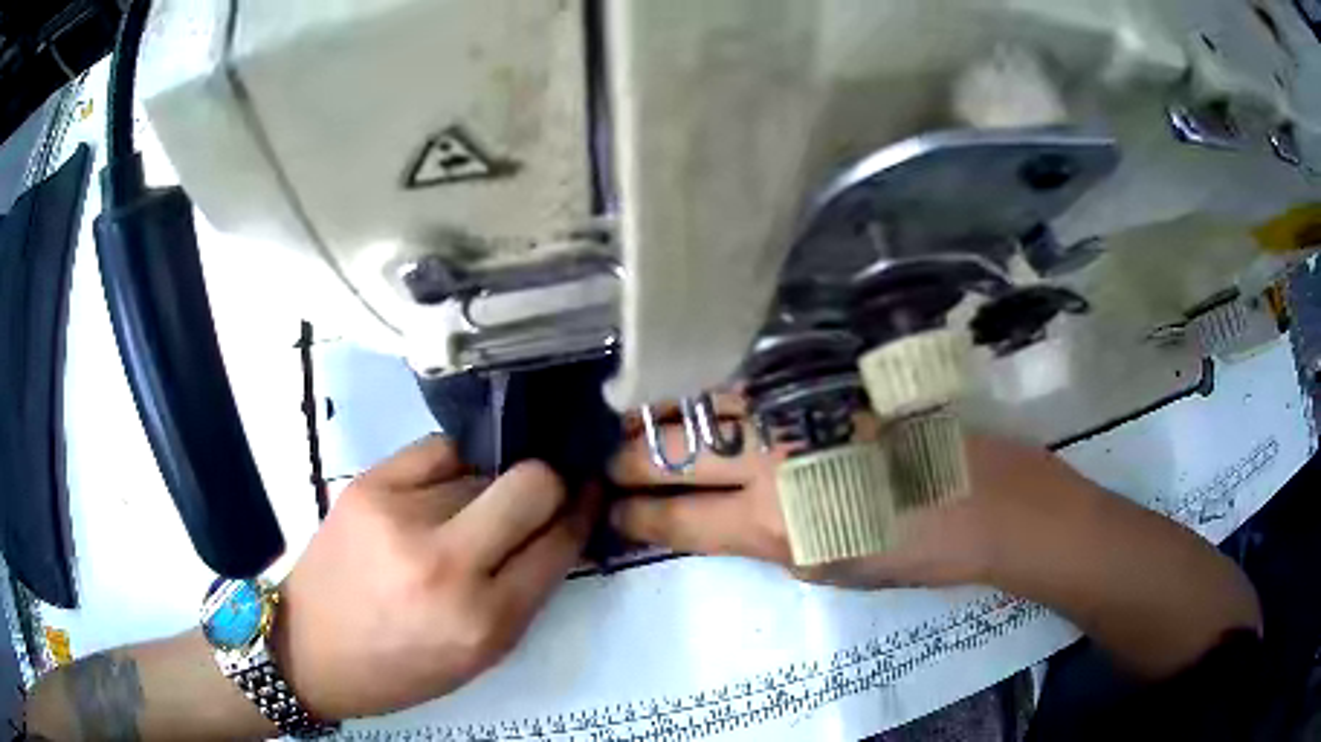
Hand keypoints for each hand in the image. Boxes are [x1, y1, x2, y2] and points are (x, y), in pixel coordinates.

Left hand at [277, 435, 595, 719]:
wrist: (309, 647)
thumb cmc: (401, 666)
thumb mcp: (480, 654)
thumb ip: (525, 591)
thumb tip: (556, 523)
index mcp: (485, 622)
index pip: (559, 544)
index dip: (581, 513)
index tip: (587, 496)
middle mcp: (447, 565)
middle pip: (533, 483)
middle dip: (549, 483)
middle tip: (539, 494)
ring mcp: (402, 516)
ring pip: (483, 468)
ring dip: (488, 488)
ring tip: (464, 514)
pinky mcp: (369, 484)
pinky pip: (438, 450)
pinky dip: (452, 465)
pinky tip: (440, 487)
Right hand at [610, 420, 1087, 588]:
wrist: (977, 497)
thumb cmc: (906, 551)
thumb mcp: (823, 568)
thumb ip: (761, 539)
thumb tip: (713, 519)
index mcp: (772, 525)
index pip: (675, 521)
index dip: (634, 518)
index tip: (612, 513)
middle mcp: (771, 461)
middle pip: (672, 455)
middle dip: (627, 463)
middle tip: (603, 464)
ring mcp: (795, 411)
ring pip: (698, 405)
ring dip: (655, 416)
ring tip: (628, 421)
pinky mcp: (820, 382)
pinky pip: (744, 379)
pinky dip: (704, 387)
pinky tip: (687, 389)